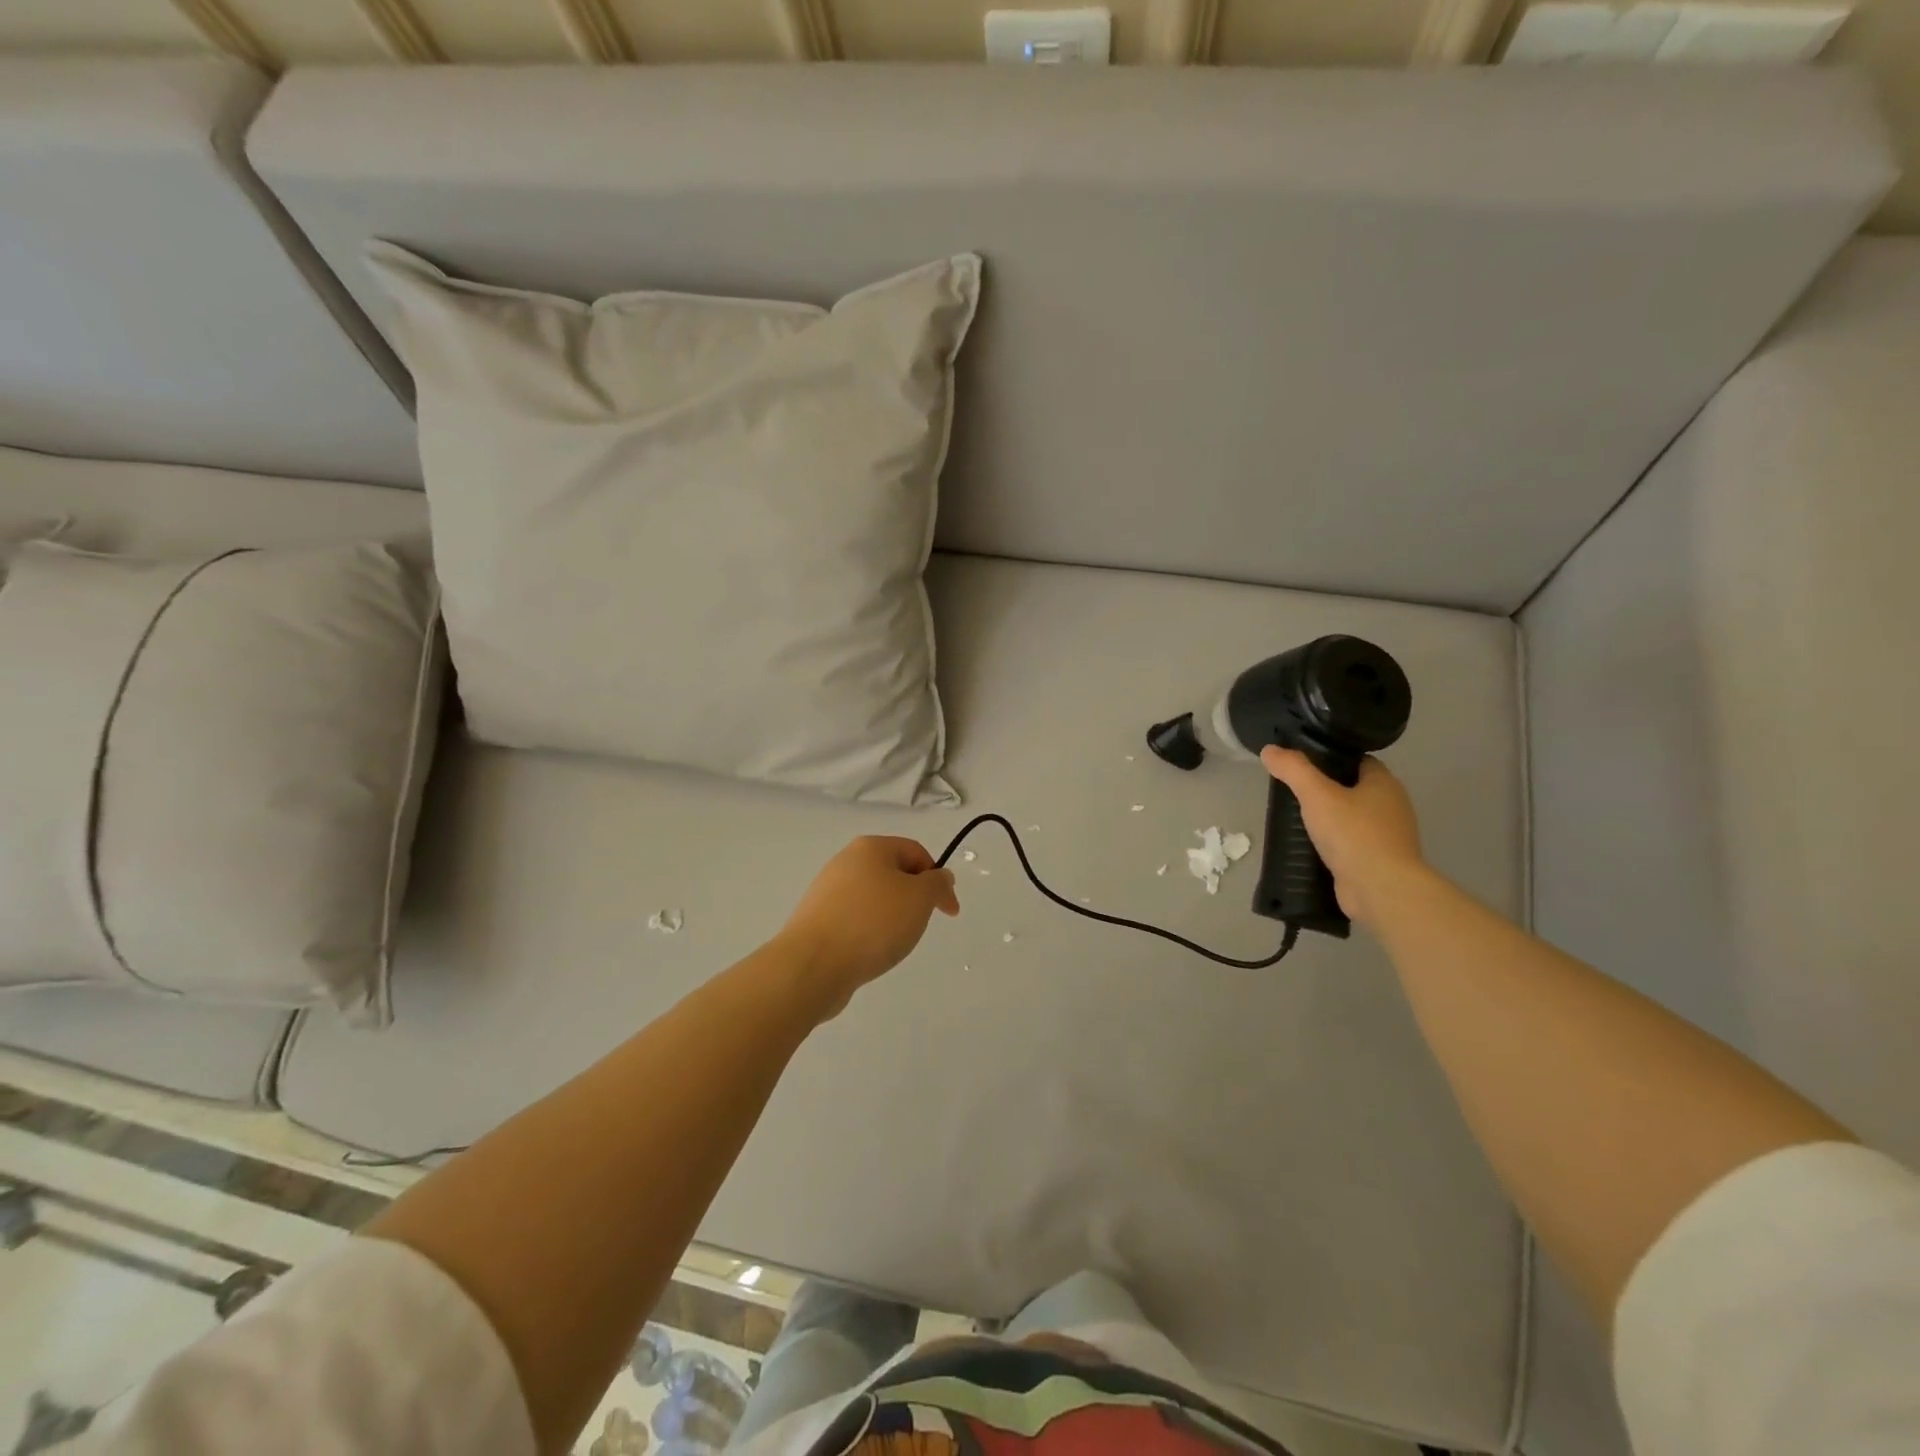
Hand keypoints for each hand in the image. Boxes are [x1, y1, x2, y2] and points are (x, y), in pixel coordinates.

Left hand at [777, 837, 959, 1015]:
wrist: (813, 964)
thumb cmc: (873, 923)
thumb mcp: (920, 898)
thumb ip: (937, 884)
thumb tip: (940, 877)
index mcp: (870, 847)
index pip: (916, 852)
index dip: (938, 878)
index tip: (949, 911)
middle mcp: (846, 861)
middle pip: (893, 873)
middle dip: (914, 898)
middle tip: (920, 925)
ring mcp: (827, 890)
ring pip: (874, 898)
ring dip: (891, 917)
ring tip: (893, 942)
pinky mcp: (817, 919)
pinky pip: (854, 919)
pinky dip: (869, 932)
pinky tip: (870, 951)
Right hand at [1260, 748, 1424, 928]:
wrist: (1381, 889)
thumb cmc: (1354, 834)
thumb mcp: (1316, 794)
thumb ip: (1293, 770)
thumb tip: (1270, 750)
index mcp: (1384, 784)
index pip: (1358, 761)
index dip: (1331, 759)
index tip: (1303, 764)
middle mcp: (1392, 806)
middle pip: (1355, 789)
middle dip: (1327, 790)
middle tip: (1293, 791)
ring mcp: (1388, 837)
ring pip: (1353, 818)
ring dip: (1329, 819)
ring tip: (1296, 819)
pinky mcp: (1379, 862)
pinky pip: (1352, 845)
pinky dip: (1334, 844)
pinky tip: (1310, 847)